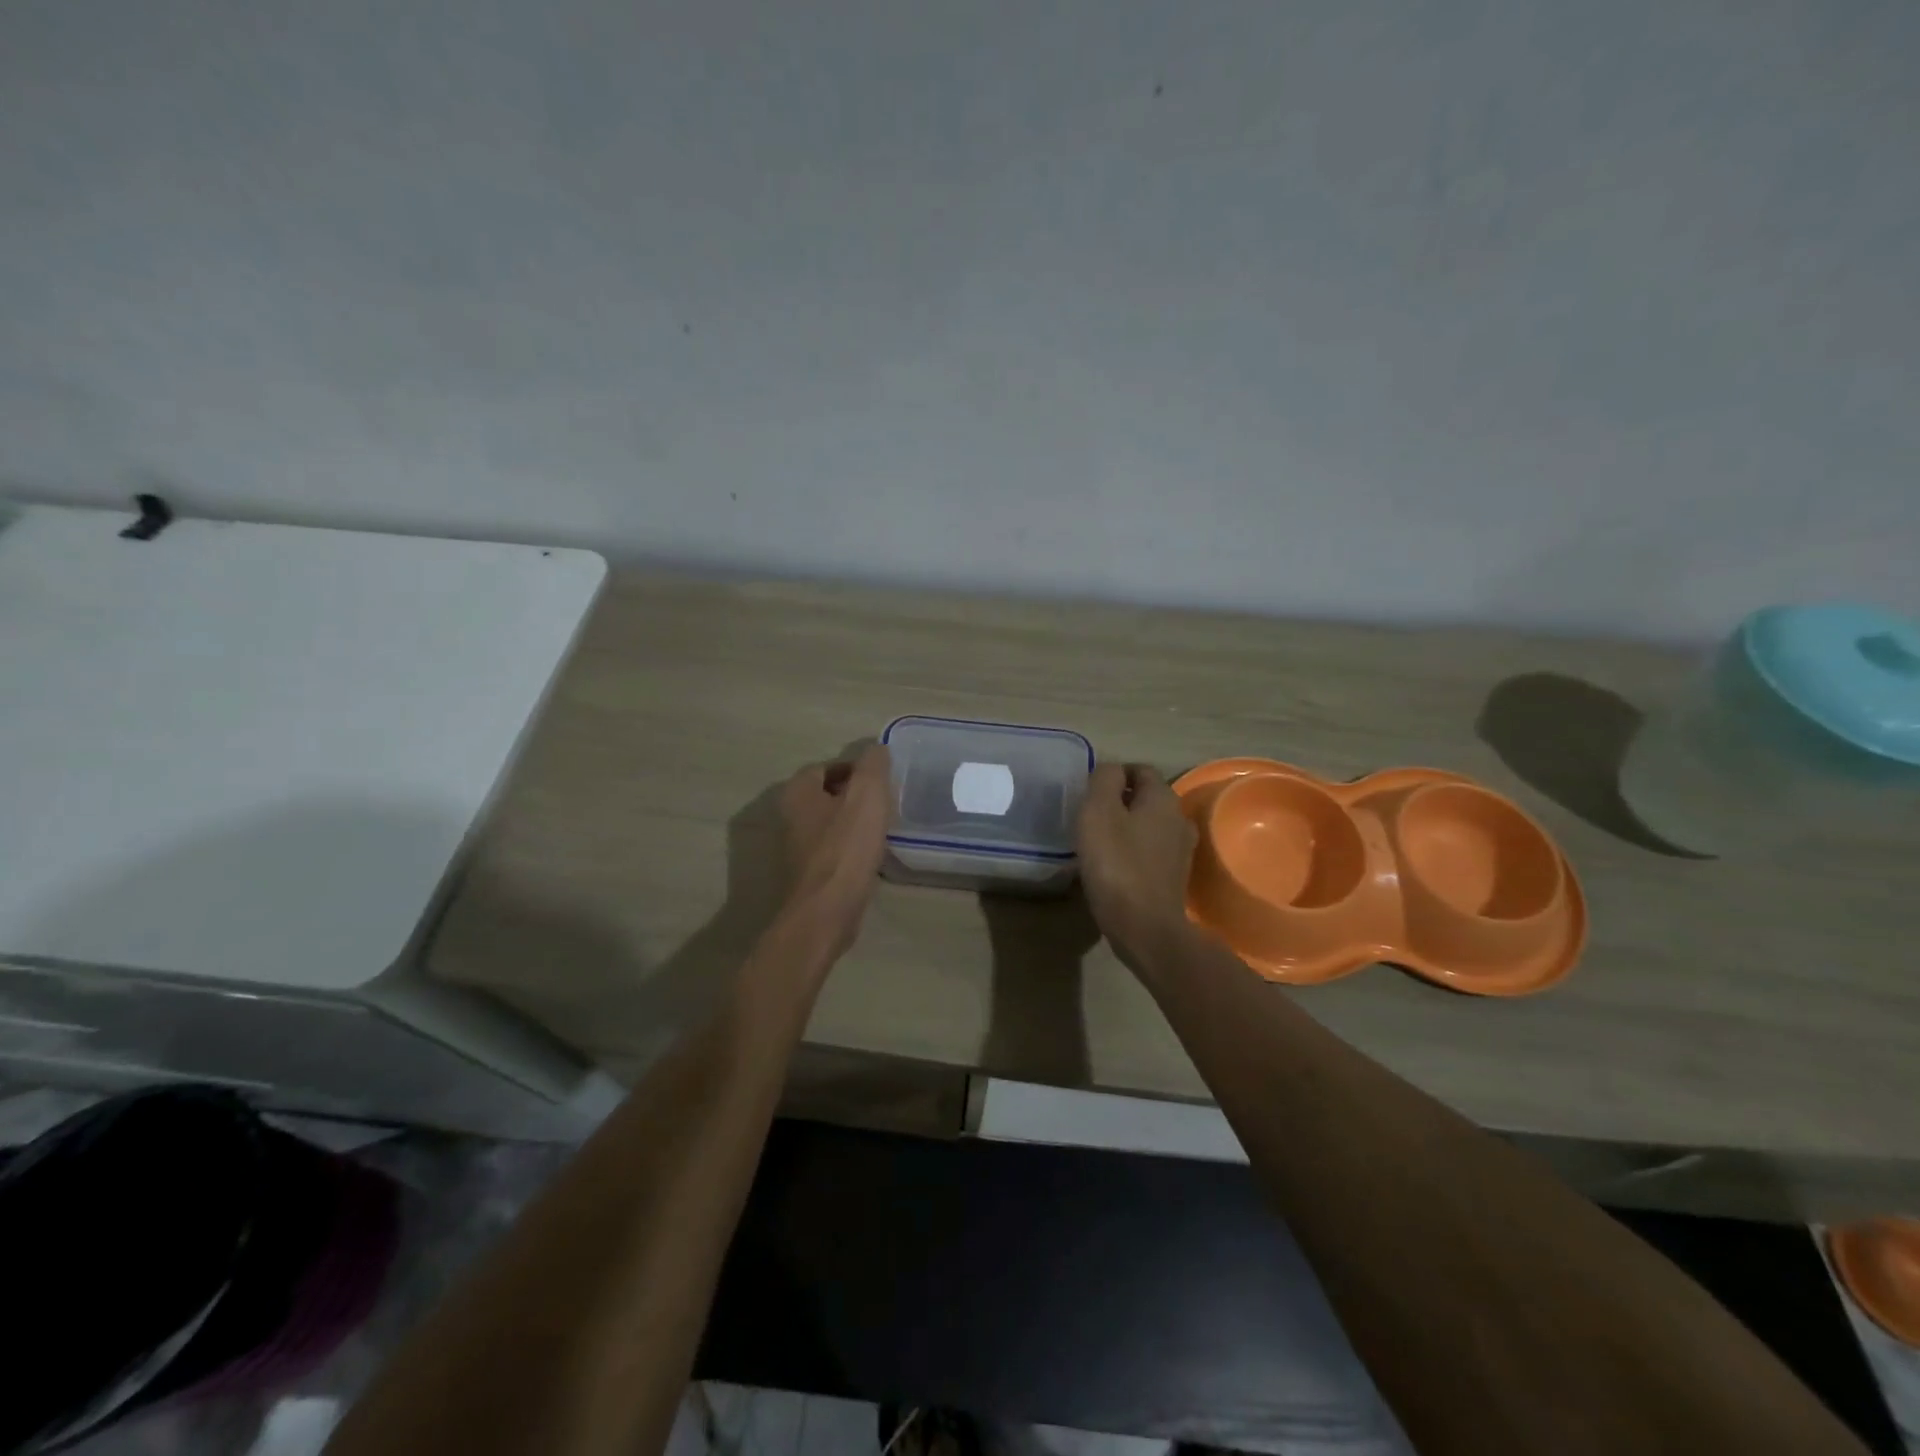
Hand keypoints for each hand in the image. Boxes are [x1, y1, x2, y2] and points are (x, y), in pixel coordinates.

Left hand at [778, 743, 893, 960]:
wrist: (825, 912)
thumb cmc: (845, 848)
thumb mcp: (867, 795)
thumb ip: (873, 765)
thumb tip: (876, 749)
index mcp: (798, 792)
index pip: (826, 767)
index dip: (855, 769)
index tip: (882, 781)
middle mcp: (789, 816)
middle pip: (827, 795)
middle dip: (855, 796)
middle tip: (885, 803)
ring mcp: (795, 848)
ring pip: (830, 824)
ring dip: (853, 824)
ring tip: (882, 829)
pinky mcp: (807, 874)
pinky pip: (832, 851)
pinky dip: (850, 849)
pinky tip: (870, 857)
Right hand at [1076, 762, 1198, 973]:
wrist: (1145, 927)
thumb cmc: (1117, 863)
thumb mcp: (1098, 812)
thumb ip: (1104, 780)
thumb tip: (1111, 769)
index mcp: (1163, 798)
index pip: (1141, 769)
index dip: (1114, 775)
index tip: (1089, 792)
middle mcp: (1179, 818)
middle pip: (1147, 798)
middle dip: (1120, 801)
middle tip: (1090, 816)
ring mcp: (1181, 850)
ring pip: (1150, 825)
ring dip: (1127, 827)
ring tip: (1099, 842)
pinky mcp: (1174, 877)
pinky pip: (1151, 852)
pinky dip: (1134, 852)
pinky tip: (1114, 867)